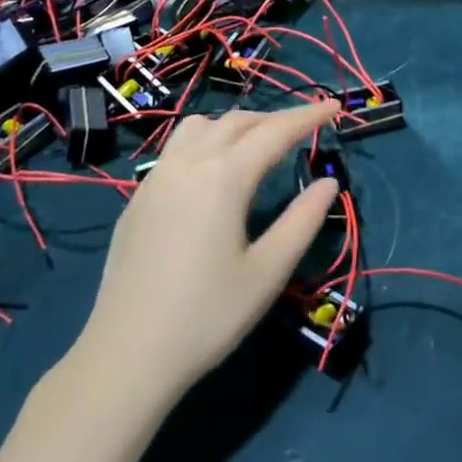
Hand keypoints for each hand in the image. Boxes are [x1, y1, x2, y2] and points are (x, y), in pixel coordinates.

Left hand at [74, 100, 340, 400]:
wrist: (126, 355)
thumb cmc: (207, 315)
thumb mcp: (269, 271)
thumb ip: (303, 220)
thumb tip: (328, 182)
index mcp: (224, 177)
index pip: (275, 132)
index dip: (308, 116)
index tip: (335, 105)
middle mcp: (187, 164)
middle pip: (237, 121)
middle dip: (275, 119)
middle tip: (305, 129)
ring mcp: (156, 179)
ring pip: (200, 127)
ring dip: (236, 124)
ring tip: (259, 144)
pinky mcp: (138, 199)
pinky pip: (177, 148)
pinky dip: (207, 141)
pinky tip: (214, 172)